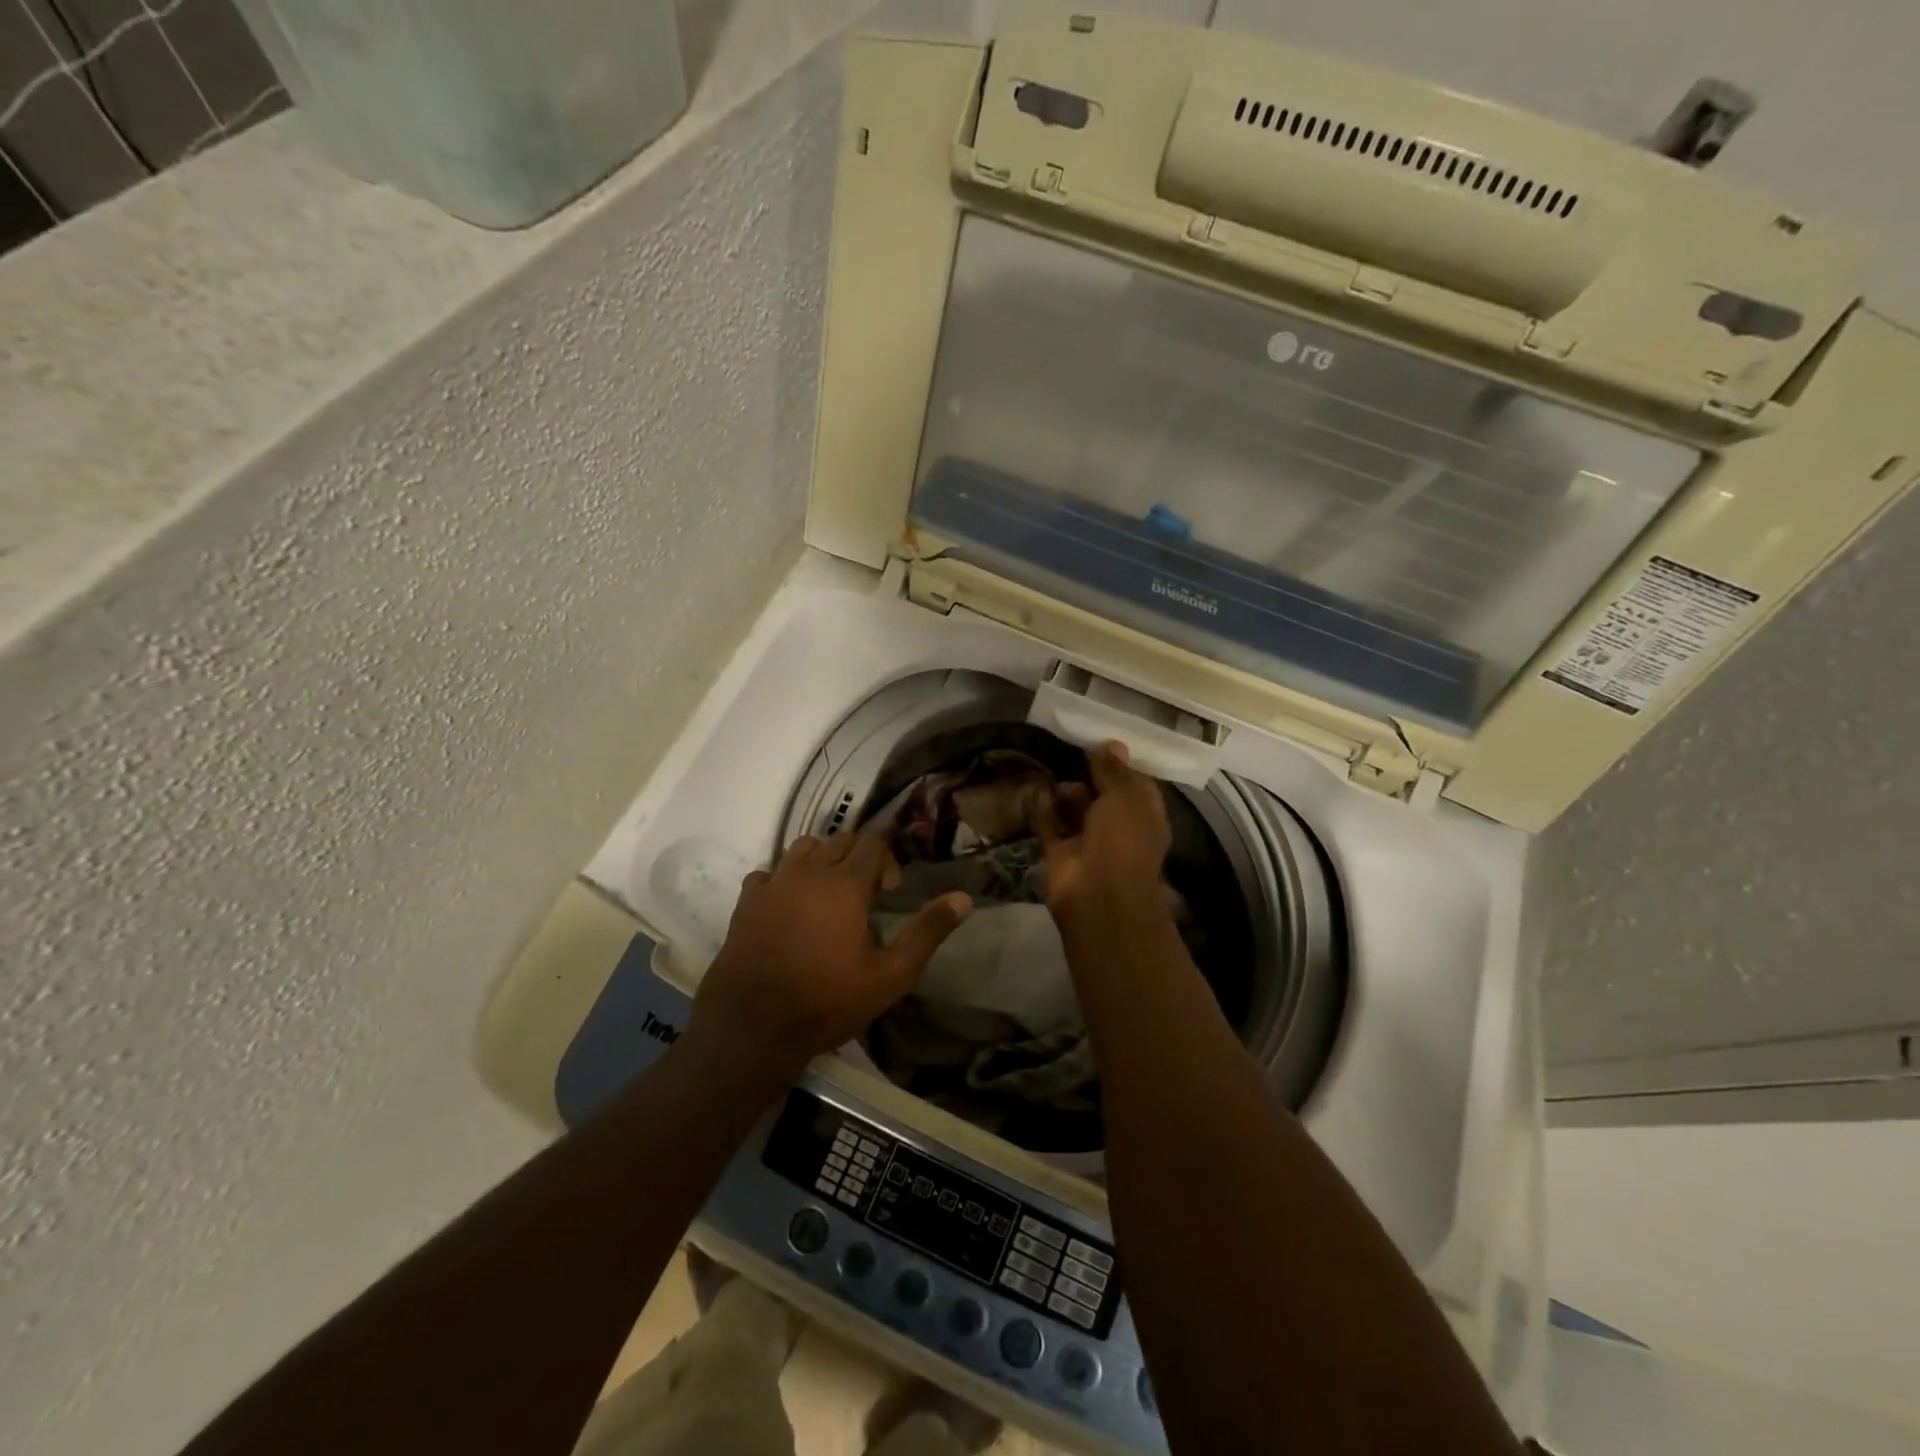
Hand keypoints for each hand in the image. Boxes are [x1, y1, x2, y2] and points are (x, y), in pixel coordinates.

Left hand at [689, 832, 971, 1082]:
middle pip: (839, 840)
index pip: (872, 843)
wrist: (753, 1028)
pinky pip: (768, 873)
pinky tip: (787, 908)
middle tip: (863, 897)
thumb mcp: (891, 975)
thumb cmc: (828, 1002)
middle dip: (858, 858)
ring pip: (802, 848)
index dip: (887, 862)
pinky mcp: (746, 902)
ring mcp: (773, 883)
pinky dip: (783, 880)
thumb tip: (964, 898)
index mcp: (845, 883)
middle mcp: (808, 871)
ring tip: (826, 896)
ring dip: (821, 861)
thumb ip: (928, 931)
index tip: (888, 894)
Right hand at [1039, 742, 1171, 916]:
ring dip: (1066, 793)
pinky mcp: (1061, 855)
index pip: (1137, 787)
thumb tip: (1113, 744)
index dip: (1123, 767)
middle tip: (1073, 752)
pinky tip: (1036, 787)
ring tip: (1054, 768)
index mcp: (1145, 818)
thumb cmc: (1123, 840)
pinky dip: (1044, 809)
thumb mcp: (1124, 797)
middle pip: (1104, 798)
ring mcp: (1089, 844)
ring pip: (1076, 812)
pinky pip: (1051, 826)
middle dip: (1091, 777)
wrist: (1098, 896)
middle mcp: (1119, 831)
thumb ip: (1114, 770)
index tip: (1104, 745)